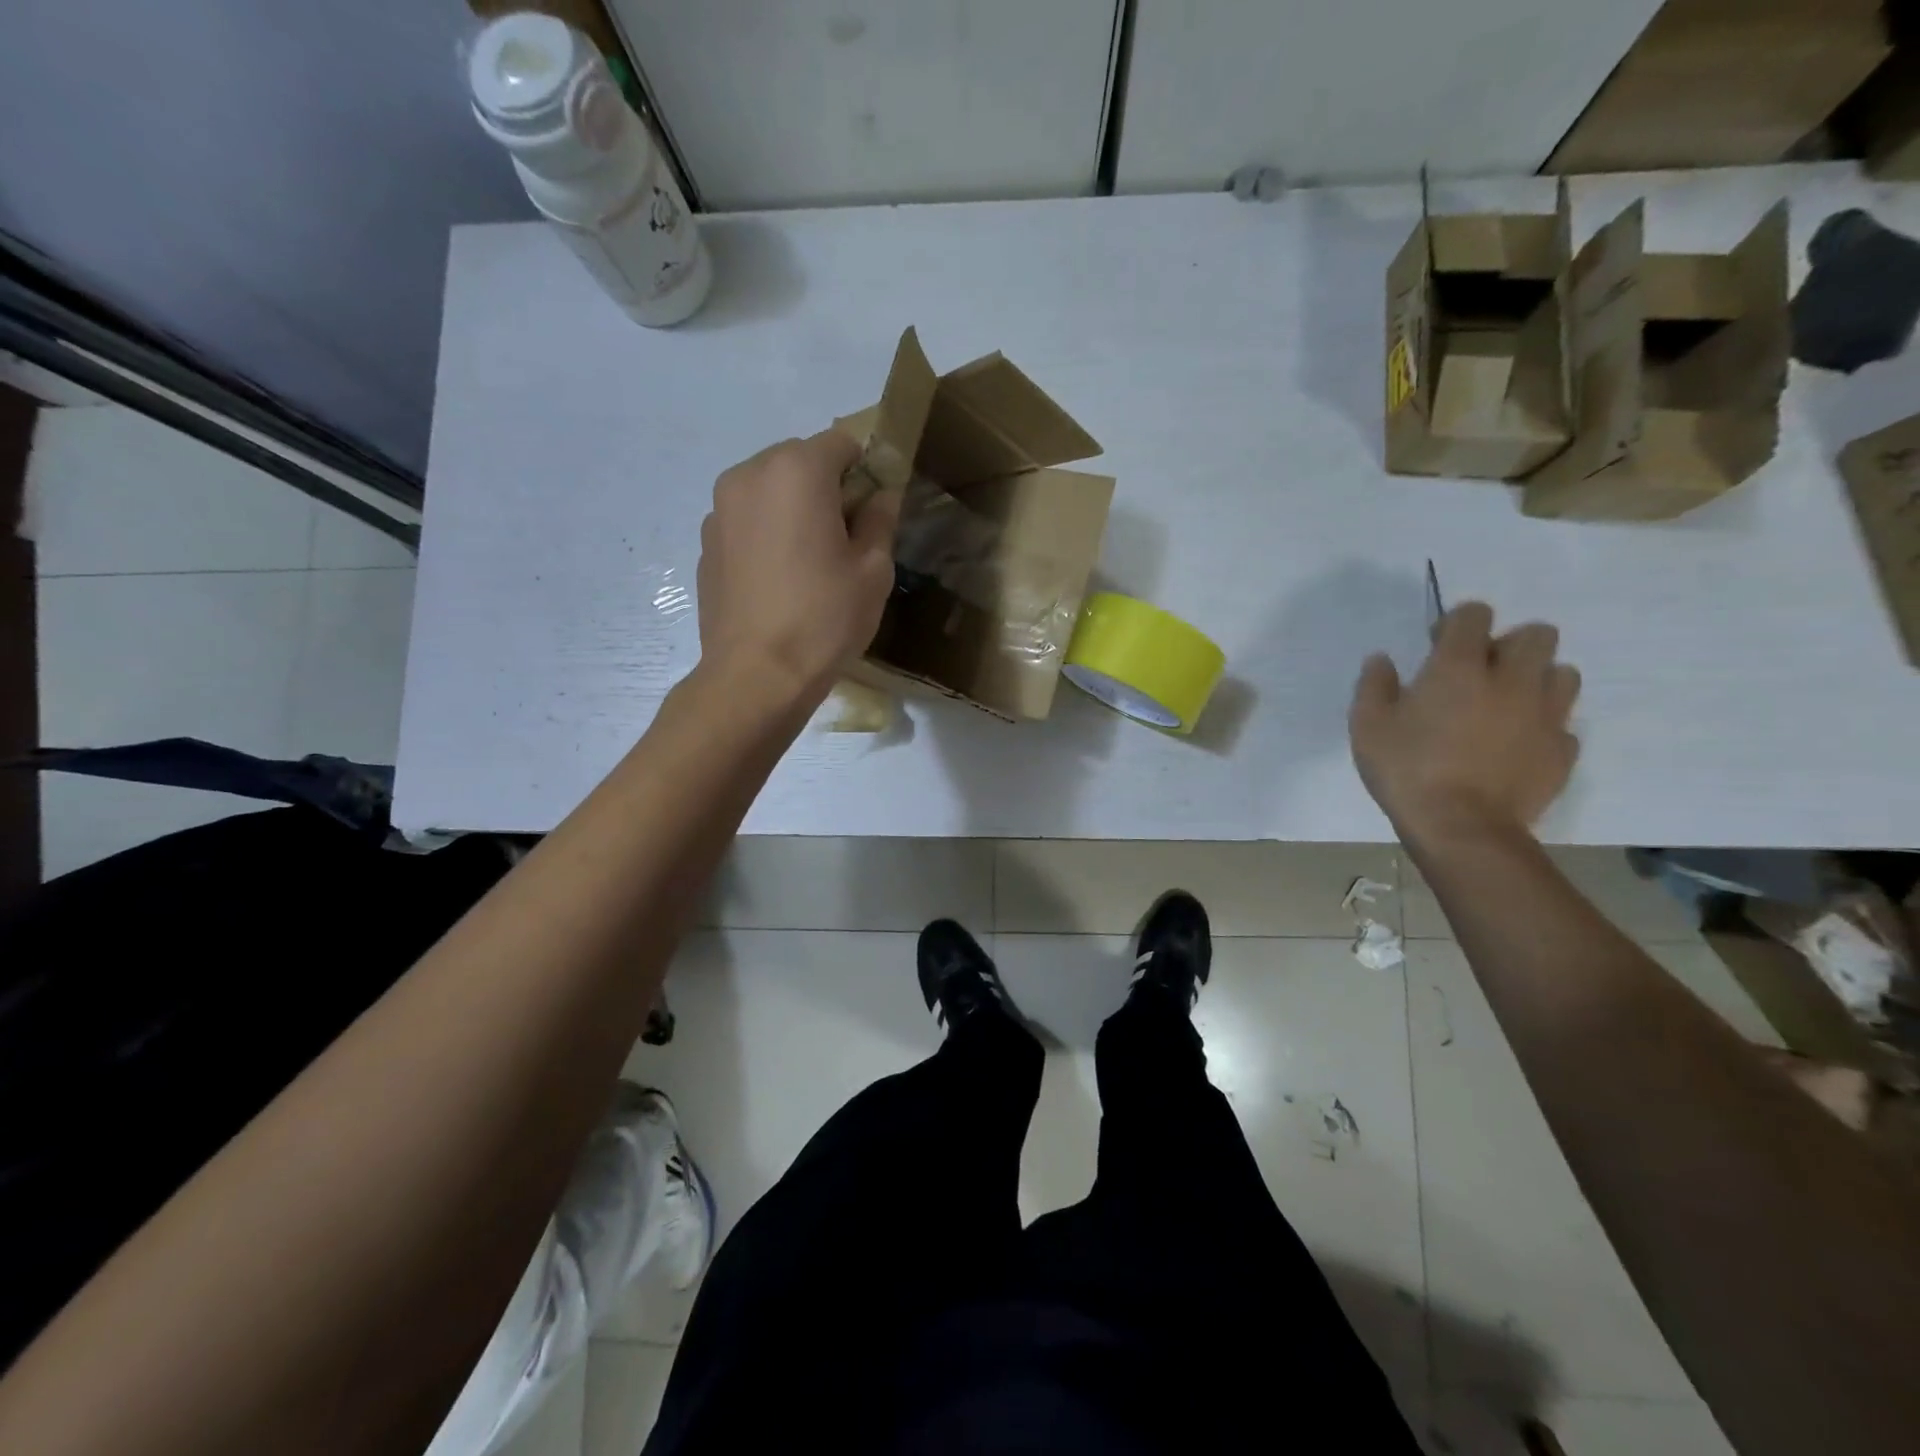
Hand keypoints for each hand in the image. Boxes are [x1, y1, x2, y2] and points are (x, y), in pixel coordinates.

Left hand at [695, 431, 899, 706]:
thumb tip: (881, 495)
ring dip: (793, 508)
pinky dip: (766, 532)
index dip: (864, 471)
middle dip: (825, 487)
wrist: (756, 675)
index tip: (873, 512)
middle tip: (843, 539)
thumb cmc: (824, 618)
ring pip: (769, 489)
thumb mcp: (873, 571)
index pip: (841, 443)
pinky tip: (778, 579)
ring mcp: (719, 509)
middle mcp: (749, 475)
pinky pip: (746, 519)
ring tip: (808, 562)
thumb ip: (880, 519)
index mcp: (796, 471)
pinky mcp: (706, 543)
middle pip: (799, 460)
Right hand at [1348, 602, 1581, 843]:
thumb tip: (1382, 660)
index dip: (1456, 623)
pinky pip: (1562, 722)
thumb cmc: (1406, 770)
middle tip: (1479, 673)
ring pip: (1561, 673)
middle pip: (1536, 634)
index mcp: (1459, 667)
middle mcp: (1511, 679)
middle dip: (1509, 644)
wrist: (1462, 828)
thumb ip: (1374, 685)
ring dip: (1535, 679)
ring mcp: (1545, 714)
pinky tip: (1514, 745)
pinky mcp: (1562, 749)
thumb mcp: (1367, 726)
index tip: (1437, 646)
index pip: (1474, 615)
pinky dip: (1542, 725)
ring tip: (1505, 705)